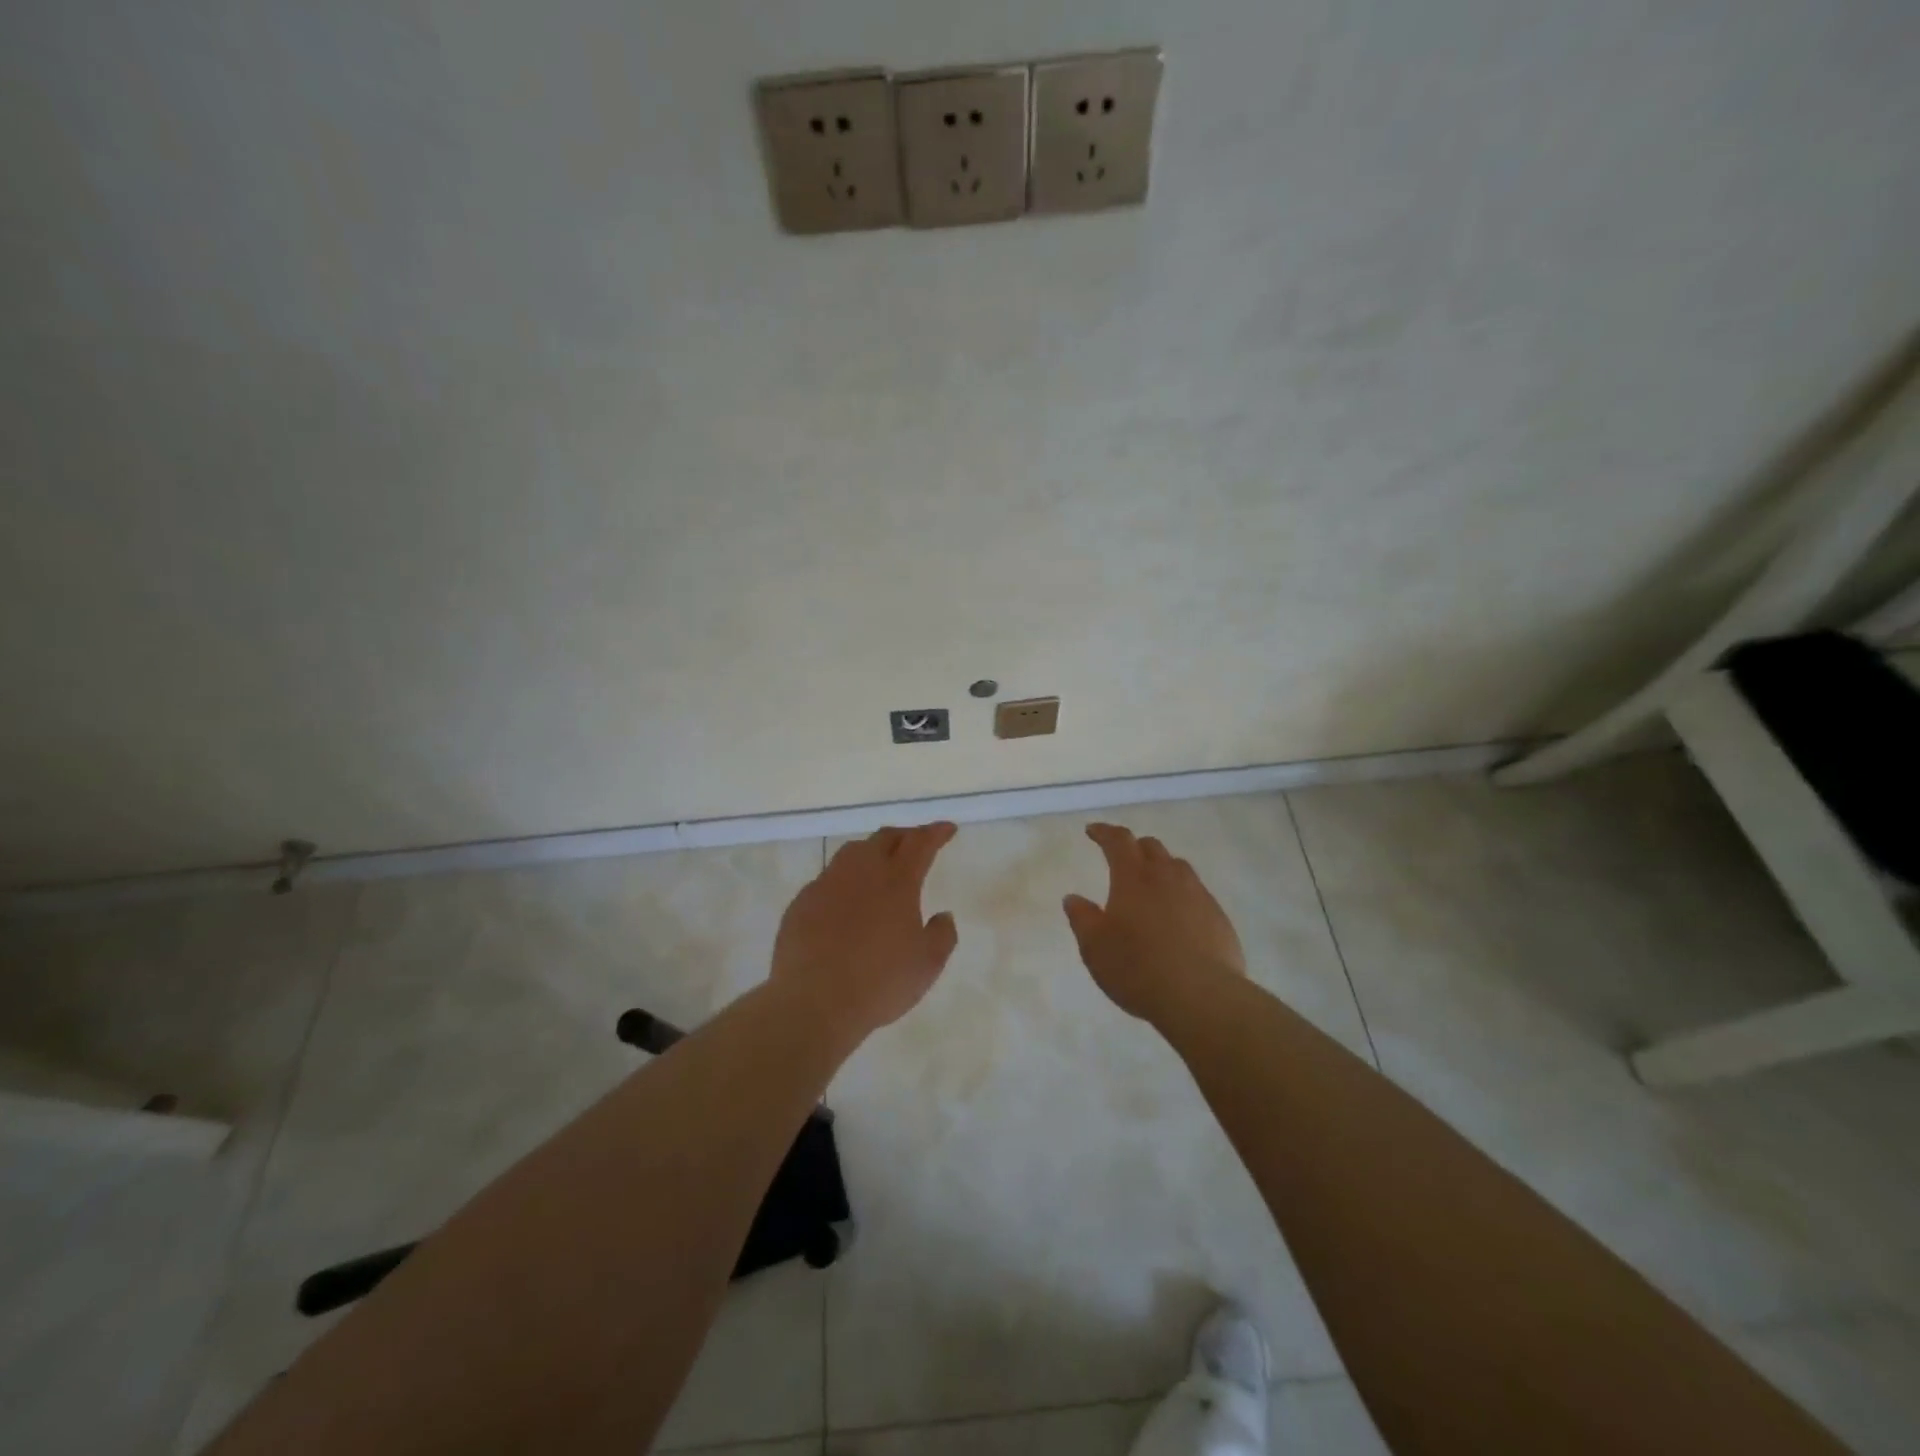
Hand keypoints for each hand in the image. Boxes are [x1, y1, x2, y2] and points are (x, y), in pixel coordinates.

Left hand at [770, 822, 959, 1037]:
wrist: (813, 1002)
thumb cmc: (879, 982)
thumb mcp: (927, 964)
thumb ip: (942, 935)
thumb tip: (942, 916)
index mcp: (897, 881)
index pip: (920, 843)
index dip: (936, 832)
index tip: (947, 829)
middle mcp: (861, 872)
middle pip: (884, 838)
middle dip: (905, 836)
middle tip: (916, 844)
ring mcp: (827, 884)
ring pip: (852, 852)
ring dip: (872, 852)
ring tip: (879, 865)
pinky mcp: (802, 902)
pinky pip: (827, 879)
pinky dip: (844, 881)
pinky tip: (845, 901)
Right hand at [1062, 822, 1245, 1020]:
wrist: (1201, 996)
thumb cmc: (1137, 968)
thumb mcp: (1095, 947)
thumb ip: (1082, 918)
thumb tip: (1073, 898)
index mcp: (1133, 878)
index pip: (1118, 840)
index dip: (1104, 832)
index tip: (1093, 831)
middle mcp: (1167, 877)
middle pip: (1151, 847)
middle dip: (1134, 848)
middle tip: (1122, 859)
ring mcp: (1198, 895)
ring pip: (1178, 867)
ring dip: (1161, 868)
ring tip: (1152, 886)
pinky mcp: (1218, 917)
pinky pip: (1197, 893)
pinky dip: (1182, 895)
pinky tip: (1178, 918)